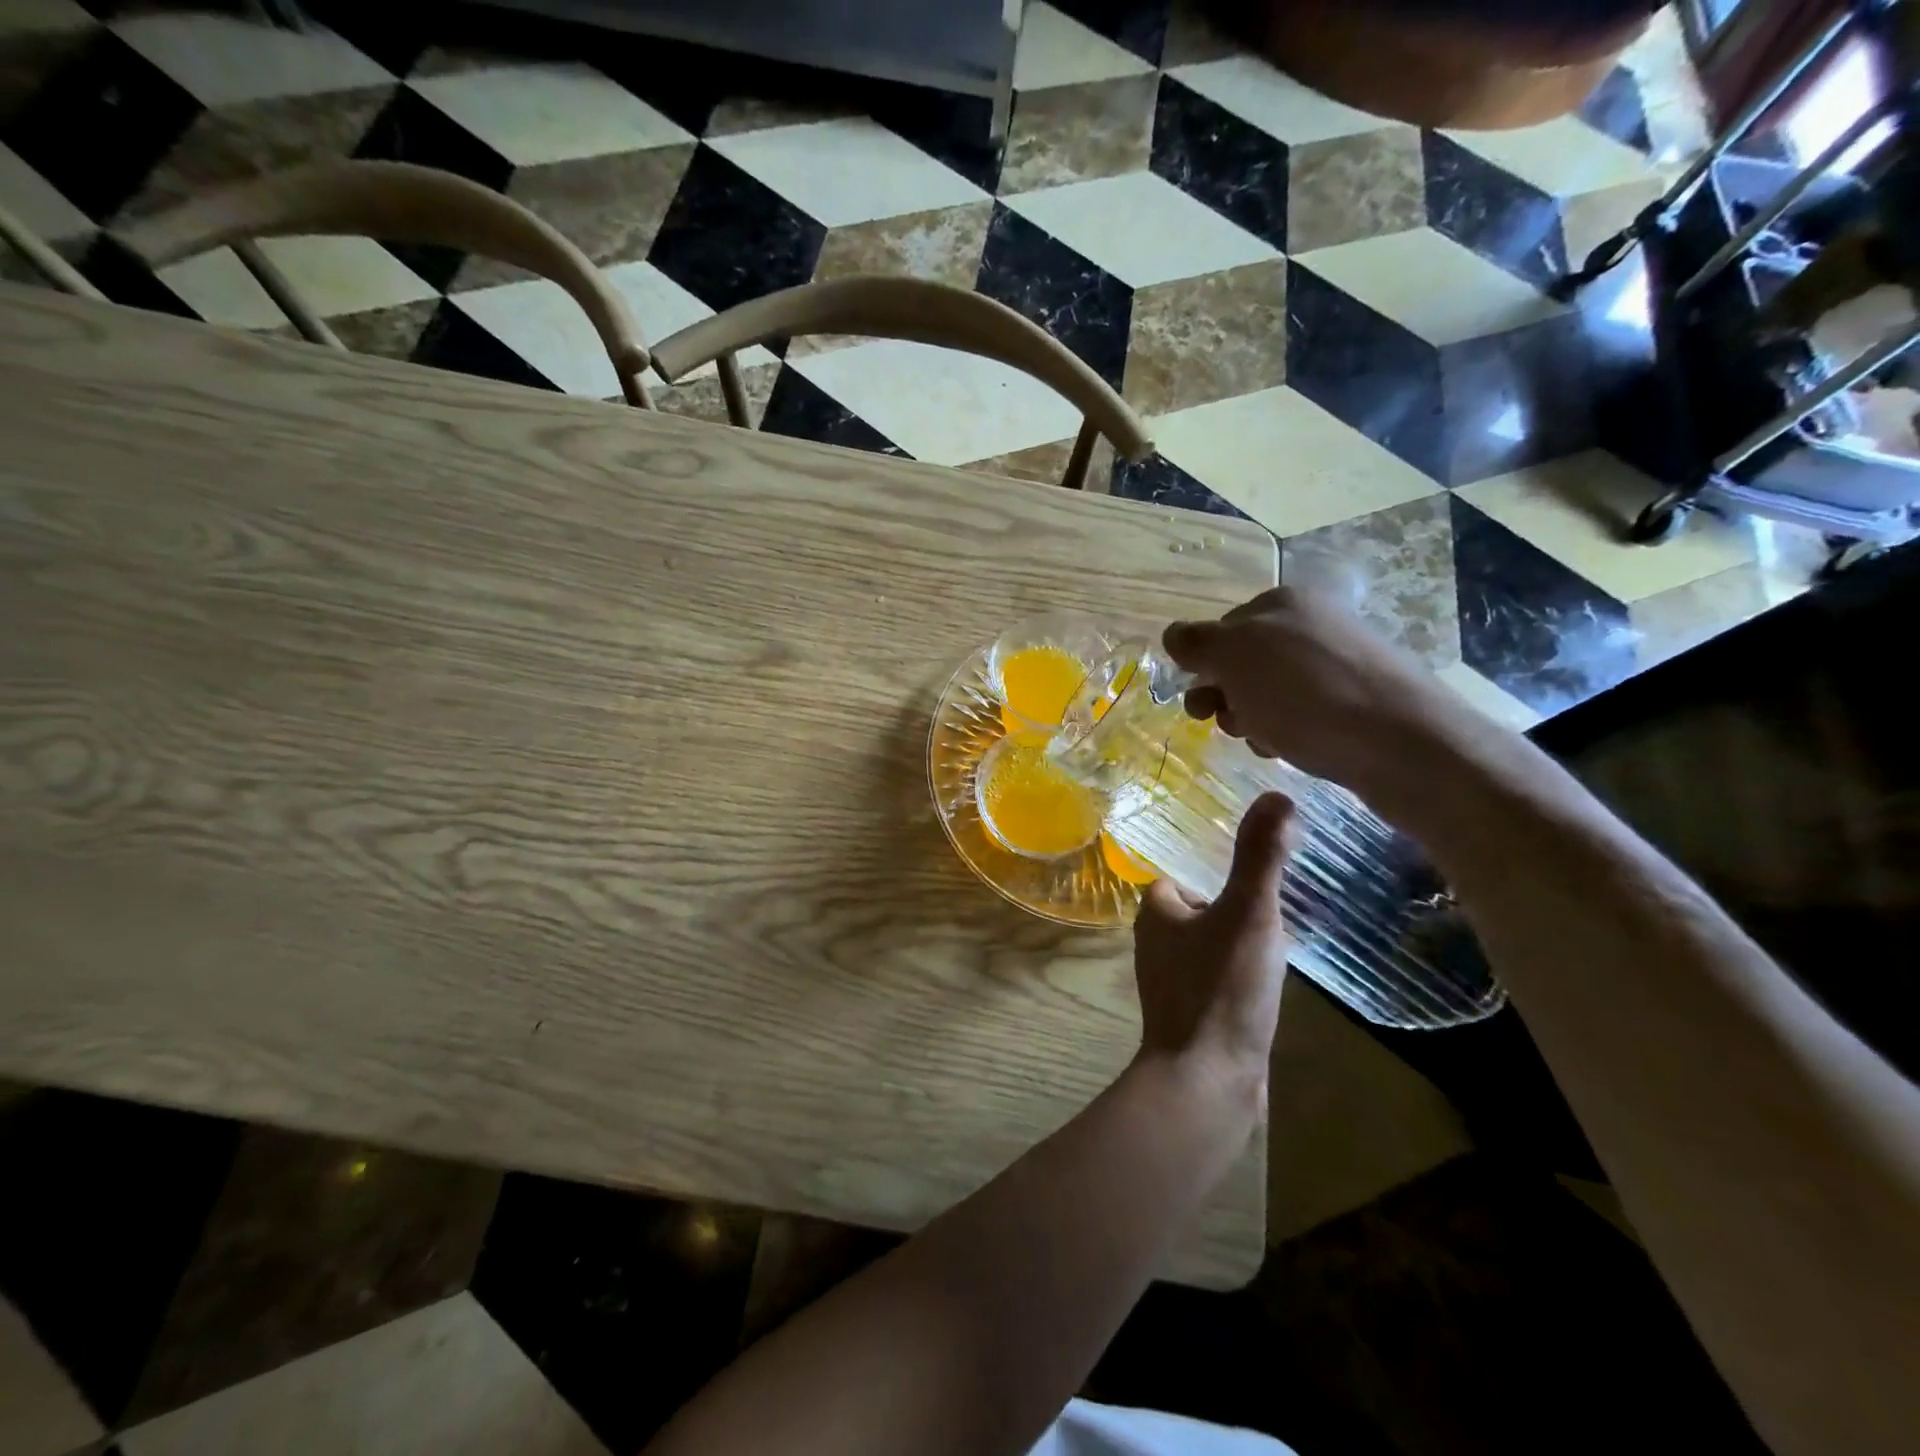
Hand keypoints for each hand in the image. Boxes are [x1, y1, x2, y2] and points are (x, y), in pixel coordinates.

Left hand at [1132, 792, 1293, 1101]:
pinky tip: (1270, 987)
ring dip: (1241, 943)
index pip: (1183, 876)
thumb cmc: (1221, 988)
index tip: (1256, 877)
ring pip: (1210, 945)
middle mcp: (1155, 943)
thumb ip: (1260, 857)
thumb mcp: (1249, 913)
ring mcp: (1172, 982)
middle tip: (1276, 911)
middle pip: (1200, 909)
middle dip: (1235, 908)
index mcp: (1156, 913)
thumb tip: (1277, 794)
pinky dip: (1241, 976)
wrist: (1208, 1080)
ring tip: (1280, 945)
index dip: (1217, 874)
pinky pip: (1218, 980)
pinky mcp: (1192, 1014)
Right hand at [1163, 586, 1469, 803]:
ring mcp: (1340, 662)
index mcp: (1282, 604)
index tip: (1202, 701)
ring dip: (1253, 719)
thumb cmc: (1307, 694)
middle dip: (1227, 696)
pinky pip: (1302, 713)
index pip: (1218, 630)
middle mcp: (1312, 624)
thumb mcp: (1235, 658)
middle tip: (1229, 724)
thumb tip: (1173, 635)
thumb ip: (1197, 642)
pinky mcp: (1359, 701)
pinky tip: (1293, 750)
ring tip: (1265, 741)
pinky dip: (1287, 732)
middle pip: (1243, 663)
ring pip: (1269, 692)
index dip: (1203, 667)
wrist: (1405, 743)